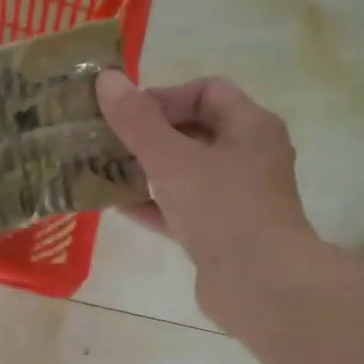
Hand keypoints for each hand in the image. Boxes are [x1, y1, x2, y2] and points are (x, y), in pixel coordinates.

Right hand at [96, 71, 326, 329]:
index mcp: (251, 127)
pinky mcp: (221, 233)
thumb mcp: (172, 159)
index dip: (165, 96)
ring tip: (103, 170)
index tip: (127, 114)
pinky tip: (116, 206)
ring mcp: (236, 197)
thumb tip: (106, 79)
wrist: (260, 284)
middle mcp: (249, 156)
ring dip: (146, 170)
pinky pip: (181, 208)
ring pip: (185, 172)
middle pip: (193, 131)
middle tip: (107, 141)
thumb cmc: (221, 208)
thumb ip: (136, 121)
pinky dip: (152, 204)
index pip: (207, 91)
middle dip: (148, 134)